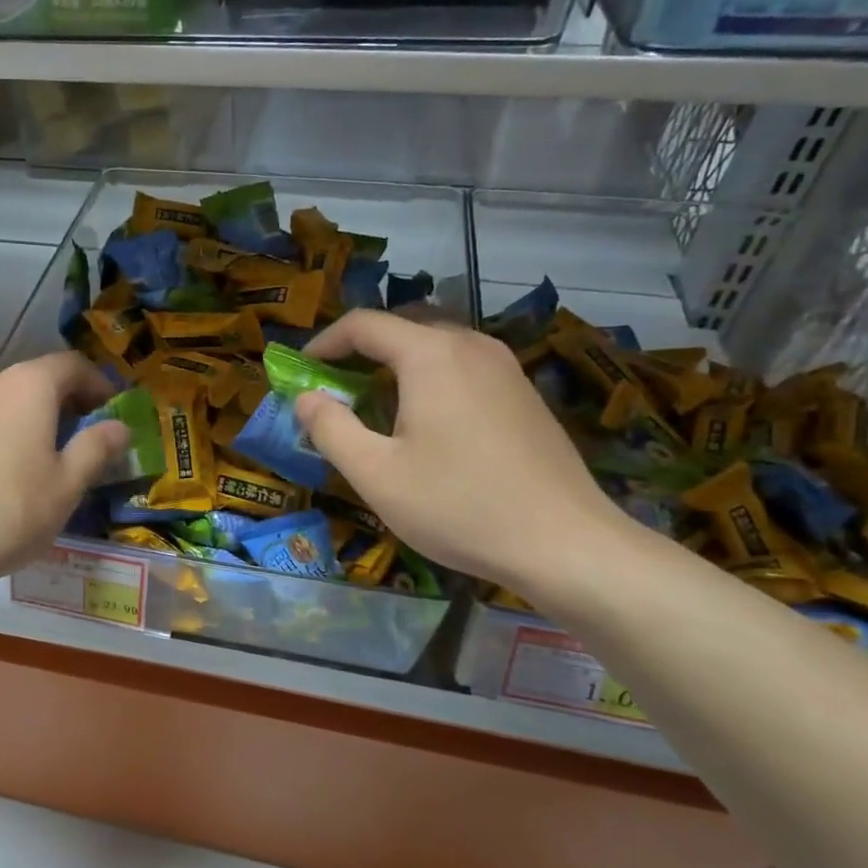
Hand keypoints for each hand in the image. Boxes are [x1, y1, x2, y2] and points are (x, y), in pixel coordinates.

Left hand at [0, 352, 128, 597]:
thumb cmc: (5, 513)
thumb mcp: (66, 487)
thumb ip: (96, 449)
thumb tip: (119, 426)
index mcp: (26, 386)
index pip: (71, 365)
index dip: (97, 384)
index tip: (109, 413)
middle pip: (32, 382)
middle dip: (60, 406)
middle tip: (76, 443)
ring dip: (22, 422)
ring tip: (30, 464)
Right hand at [295, 311, 633, 592]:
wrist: (565, 544)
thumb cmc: (459, 506)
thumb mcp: (376, 474)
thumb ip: (331, 428)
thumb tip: (305, 398)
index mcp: (430, 355)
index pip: (364, 324)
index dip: (324, 342)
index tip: (302, 371)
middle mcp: (471, 345)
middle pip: (404, 325)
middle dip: (362, 348)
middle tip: (337, 384)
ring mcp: (506, 367)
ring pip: (438, 344)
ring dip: (398, 362)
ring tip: (378, 403)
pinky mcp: (524, 393)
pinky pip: (465, 365)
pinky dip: (432, 376)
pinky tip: (429, 422)